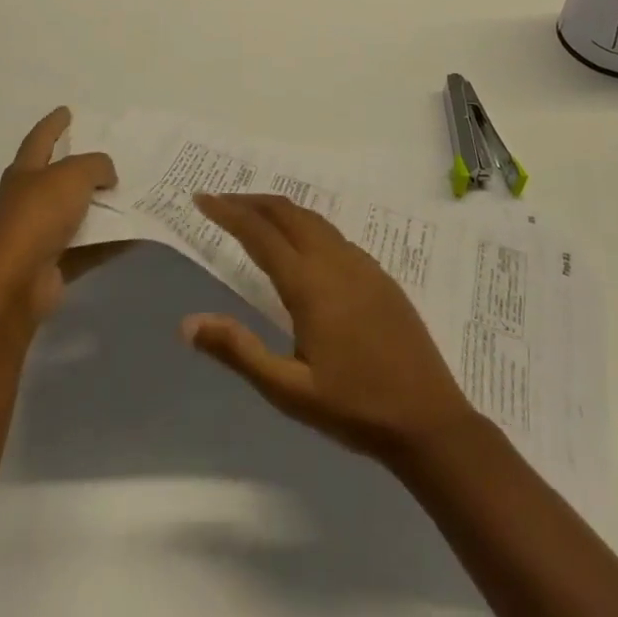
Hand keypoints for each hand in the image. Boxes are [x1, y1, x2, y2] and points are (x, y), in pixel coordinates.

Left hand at [0, 108, 118, 326]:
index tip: (67, 110)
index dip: (55, 123)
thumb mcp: (72, 175)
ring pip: (77, 212)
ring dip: (101, 205)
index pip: (42, 138)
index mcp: (26, 171)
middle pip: (59, 176)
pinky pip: (89, 246)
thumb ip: (96, 166)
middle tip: (113, 155)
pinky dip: (110, 240)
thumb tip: (107, 175)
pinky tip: (135, 234)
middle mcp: (29, 199)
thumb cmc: (38, 216)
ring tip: (132, 193)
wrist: (14, 284)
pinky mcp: (54, 263)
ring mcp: (40, 233)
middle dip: (82, 165)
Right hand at [182, 193, 478, 463]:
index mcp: (308, 283)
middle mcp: (333, 260)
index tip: (202, 198)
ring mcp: (361, 263)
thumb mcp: (288, 390)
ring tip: (254, 214)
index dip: (228, 211)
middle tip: (222, 201)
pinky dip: (305, 223)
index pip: (259, 232)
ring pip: (312, 218)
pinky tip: (302, 243)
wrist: (429, 420)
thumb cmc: (354, 407)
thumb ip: (239, 351)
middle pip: (286, 212)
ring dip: (279, 209)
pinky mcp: (379, 273)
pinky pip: (333, 233)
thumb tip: (188, 323)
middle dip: (251, 201)